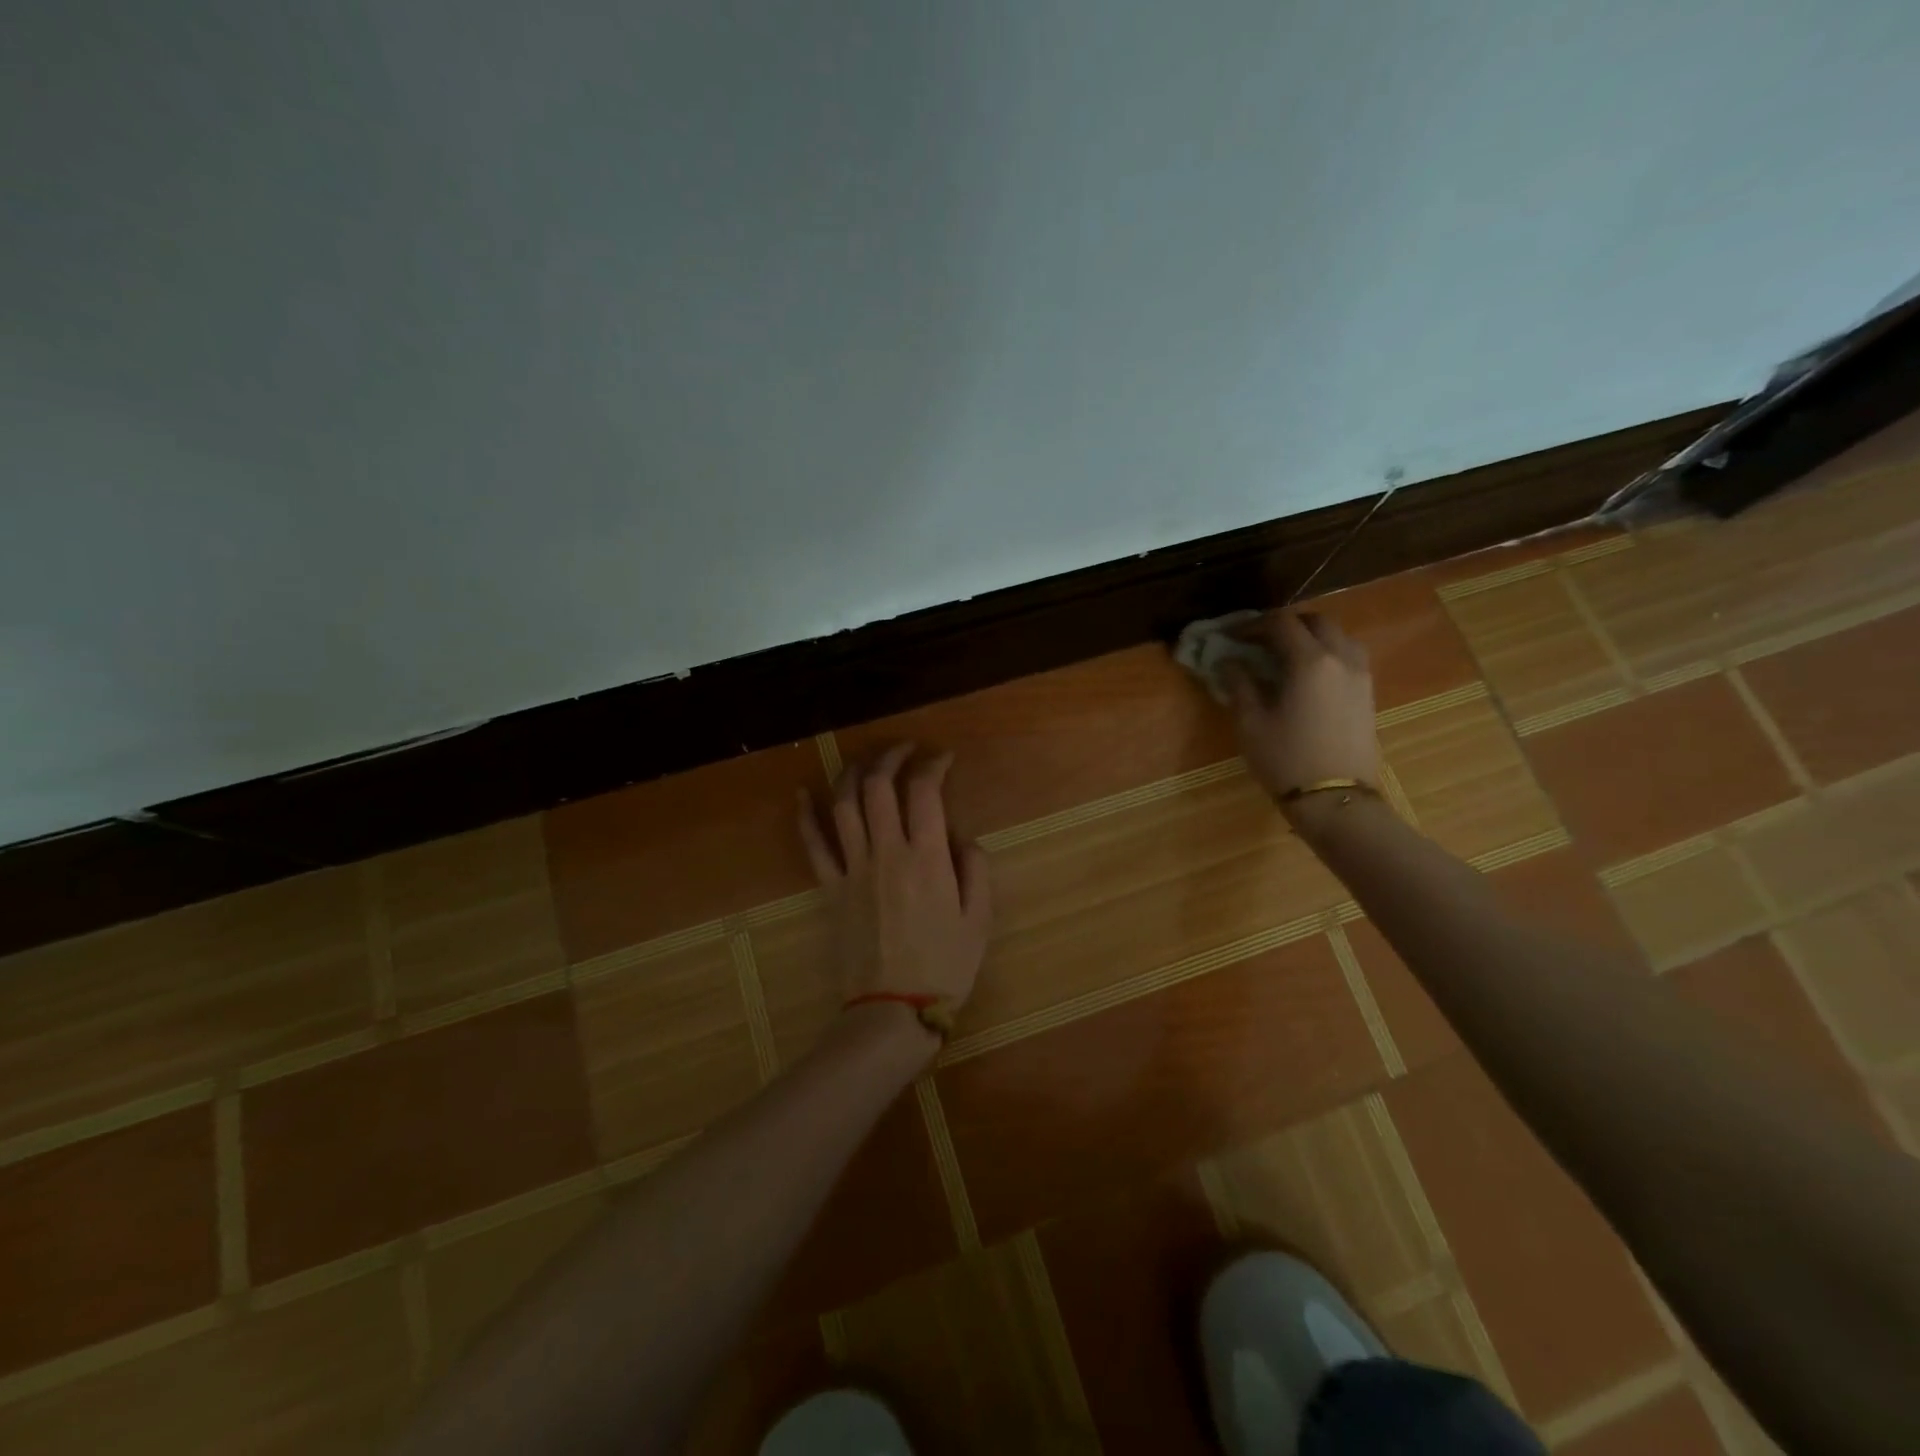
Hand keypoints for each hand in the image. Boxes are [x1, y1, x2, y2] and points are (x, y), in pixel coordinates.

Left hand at [797, 743, 992, 1014]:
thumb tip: (961, 837)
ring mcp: (853, 868)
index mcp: (926, 858)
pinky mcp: (830, 888)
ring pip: (844, 805)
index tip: (942, 757)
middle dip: (891, 757)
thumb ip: (975, 869)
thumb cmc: (945, 966)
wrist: (893, 1009)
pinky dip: (806, 815)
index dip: (932, 764)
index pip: (924, 792)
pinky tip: (803, 792)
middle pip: (878, 787)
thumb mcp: (980, 919)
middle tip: (905, 750)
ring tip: (865, 760)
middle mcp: (886, 853)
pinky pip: (813, 845)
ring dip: (852, 773)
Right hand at [1222, 611, 1379, 819]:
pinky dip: (1325, 653)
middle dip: (1284, 625)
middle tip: (1257, 641)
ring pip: (1337, 636)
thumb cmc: (1286, 760)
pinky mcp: (1368, 693)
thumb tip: (1229, 662)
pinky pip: (1347, 656)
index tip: (1231, 636)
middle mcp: (1342, 659)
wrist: (1336, 800)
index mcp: (1311, 662)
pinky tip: (1306, 675)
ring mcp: (1361, 675)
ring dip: (1309, 636)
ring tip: (1283, 655)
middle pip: (1315, 622)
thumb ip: (1239, 684)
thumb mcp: (1251, 723)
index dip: (1253, 625)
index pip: (1281, 624)